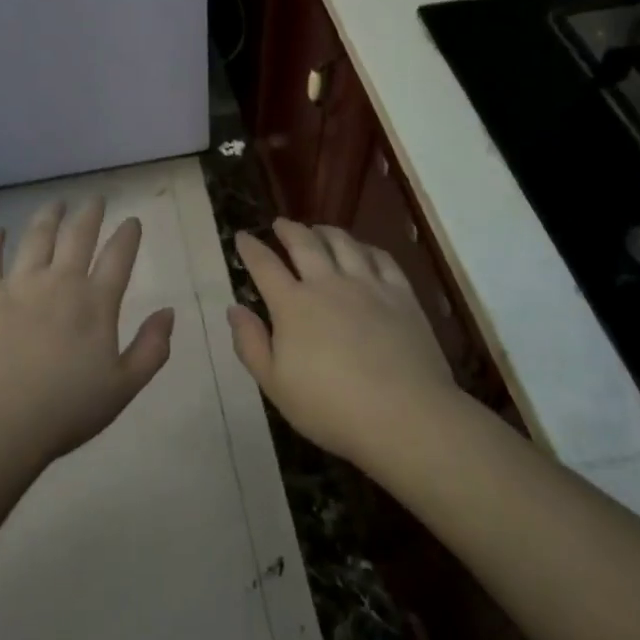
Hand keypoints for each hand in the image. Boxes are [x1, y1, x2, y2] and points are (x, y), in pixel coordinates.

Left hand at [0, 197, 174, 471]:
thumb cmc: (64, 412)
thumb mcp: (122, 388)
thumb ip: (151, 348)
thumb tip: (169, 312)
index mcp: (95, 303)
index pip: (118, 257)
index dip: (128, 235)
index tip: (132, 220)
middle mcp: (59, 282)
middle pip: (78, 236)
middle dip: (90, 214)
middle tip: (95, 199)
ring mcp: (18, 284)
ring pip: (37, 237)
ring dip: (48, 217)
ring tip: (55, 204)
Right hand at [229, 219, 457, 469]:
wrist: (404, 416)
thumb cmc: (331, 407)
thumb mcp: (275, 385)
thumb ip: (251, 344)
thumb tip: (234, 309)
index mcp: (293, 305)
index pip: (264, 265)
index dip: (251, 248)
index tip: (242, 236)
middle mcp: (327, 283)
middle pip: (304, 243)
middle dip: (288, 229)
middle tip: (280, 223)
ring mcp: (367, 285)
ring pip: (343, 242)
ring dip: (325, 231)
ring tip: (318, 229)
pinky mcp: (400, 294)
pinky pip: (382, 258)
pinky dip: (366, 247)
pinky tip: (363, 250)